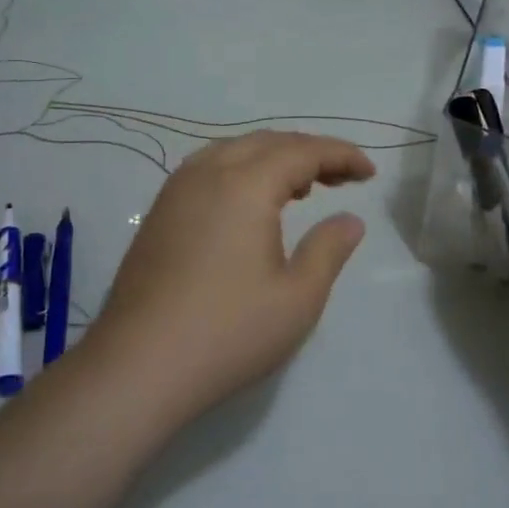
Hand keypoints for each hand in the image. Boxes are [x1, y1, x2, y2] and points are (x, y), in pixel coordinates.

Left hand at [82, 131, 374, 423]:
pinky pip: (209, 169)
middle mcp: (208, 172)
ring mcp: (177, 190)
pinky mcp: (159, 212)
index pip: (303, 151)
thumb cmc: (228, 332)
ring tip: (302, 187)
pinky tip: (250, 204)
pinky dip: (242, 171)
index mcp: (245, 184)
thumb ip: (328, 249)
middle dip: (310, 152)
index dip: (340, 155)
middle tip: (343, 178)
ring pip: (234, 151)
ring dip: (273, 158)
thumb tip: (350, 220)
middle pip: (268, 142)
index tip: (369, 173)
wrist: (138, 365)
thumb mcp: (297, 297)